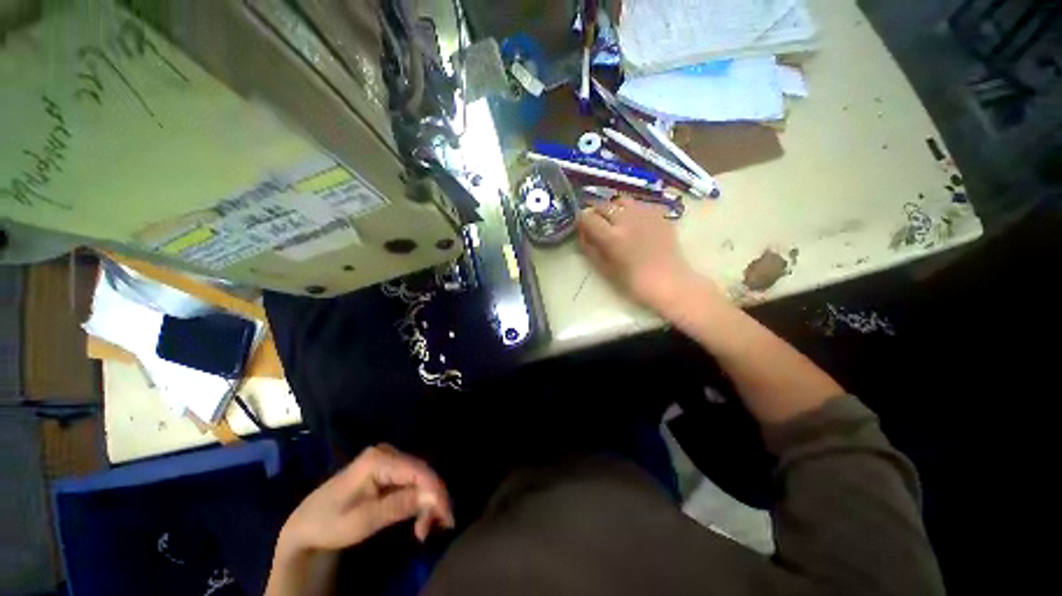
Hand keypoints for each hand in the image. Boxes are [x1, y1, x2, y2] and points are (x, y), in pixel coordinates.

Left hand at [277, 445, 453, 558]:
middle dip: (432, 500)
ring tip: (424, 530)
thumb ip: (399, 505)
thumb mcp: (363, 520)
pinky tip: (417, 518)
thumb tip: (433, 496)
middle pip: (421, 473)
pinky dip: (417, 500)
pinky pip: (411, 482)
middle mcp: (388, 452)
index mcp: (379, 459)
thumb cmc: (330, 522)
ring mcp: (388, 459)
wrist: (305, 524)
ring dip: (426, 503)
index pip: (418, 471)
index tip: (447, 516)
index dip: (436, 491)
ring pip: (419, 478)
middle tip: (436, 528)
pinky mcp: (388, 469)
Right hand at [577, 196, 712, 311]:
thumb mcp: (604, 268)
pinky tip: (634, 222)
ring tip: (616, 220)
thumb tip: (582, 233)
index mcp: (612, 236)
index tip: (581, 227)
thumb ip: (590, 248)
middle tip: (596, 224)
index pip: (587, 217)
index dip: (581, 220)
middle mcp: (627, 219)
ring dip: (614, 208)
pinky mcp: (659, 214)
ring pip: (621, 200)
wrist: (668, 282)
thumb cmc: (633, 281)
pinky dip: (632, 210)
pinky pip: (640, 204)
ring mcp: (645, 214)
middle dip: (595, 213)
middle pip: (603, 205)